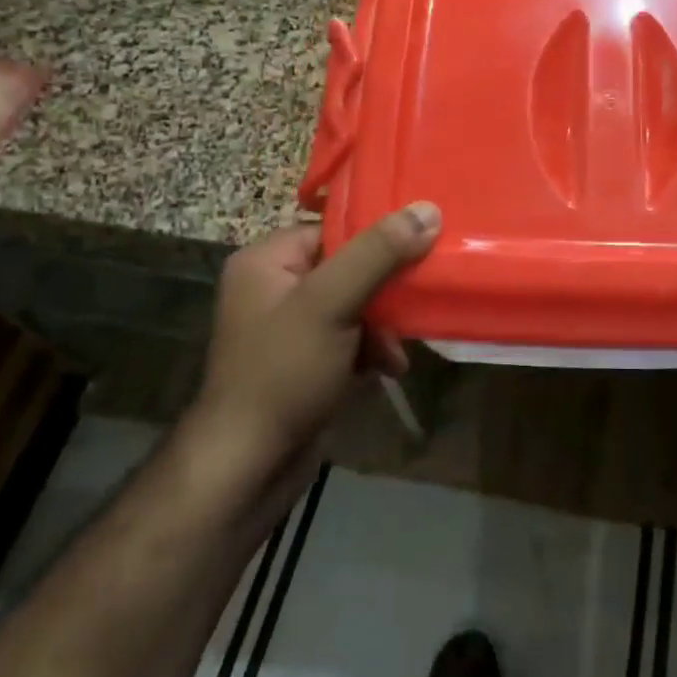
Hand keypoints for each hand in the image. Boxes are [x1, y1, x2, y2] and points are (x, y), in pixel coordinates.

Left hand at [182, 203, 440, 481]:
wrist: (248, 468)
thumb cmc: (283, 372)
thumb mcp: (332, 303)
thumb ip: (379, 253)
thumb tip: (428, 209)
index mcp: (267, 261)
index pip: (334, 228)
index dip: (378, 237)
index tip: (421, 247)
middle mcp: (274, 287)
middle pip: (350, 266)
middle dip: (385, 291)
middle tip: (414, 304)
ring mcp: (290, 327)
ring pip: (355, 303)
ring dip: (383, 325)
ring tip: (397, 350)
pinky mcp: (305, 360)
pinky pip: (349, 335)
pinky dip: (371, 348)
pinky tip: (388, 368)